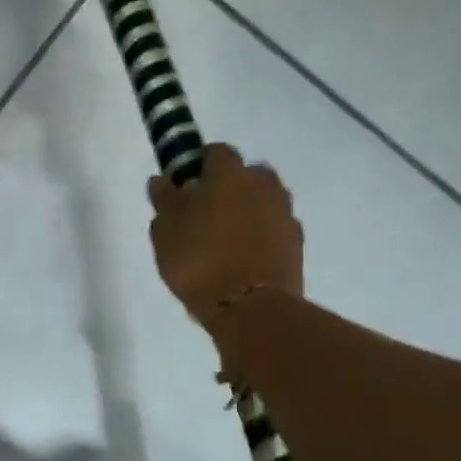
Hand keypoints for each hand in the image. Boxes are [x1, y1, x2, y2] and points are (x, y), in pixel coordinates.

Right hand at [148, 143, 303, 332]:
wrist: (250, 308)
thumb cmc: (199, 261)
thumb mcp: (165, 231)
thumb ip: (164, 200)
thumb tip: (163, 181)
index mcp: (229, 174)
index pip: (216, 152)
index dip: (198, 165)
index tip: (184, 186)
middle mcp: (263, 185)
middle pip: (244, 175)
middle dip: (227, 187)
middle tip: (203, 213)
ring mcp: (285, 213)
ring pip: (261, 201)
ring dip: (246, 211)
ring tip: (223, 239)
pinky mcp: (297, 243)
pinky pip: (273, 228)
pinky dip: (260, 235)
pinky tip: (242, 257)